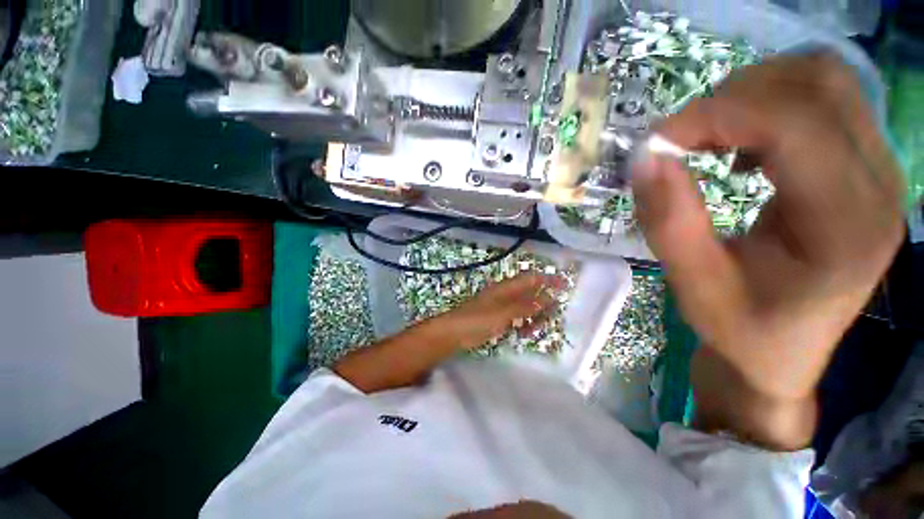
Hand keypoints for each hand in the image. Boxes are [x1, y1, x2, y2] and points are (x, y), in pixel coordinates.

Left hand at [439, 273, 564, 349]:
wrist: (455, 333)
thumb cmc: (478, 319)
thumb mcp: (503, 313)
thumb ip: (525, 306)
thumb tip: (548, 298)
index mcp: (506, 288)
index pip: (531, 278)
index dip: (548, 279)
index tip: (565, 284)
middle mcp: (506, 294)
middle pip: (530, 293)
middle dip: (543, 301)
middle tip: (555, 313)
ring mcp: (502, 307)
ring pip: (525, 307)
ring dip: (534, 315)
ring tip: (537, 327)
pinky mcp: (499, 319)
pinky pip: (517, 318)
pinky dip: (524, 324)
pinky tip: (526, 332)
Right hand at [632, 53, 905, 448]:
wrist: (781, 351)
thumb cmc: (740, 329)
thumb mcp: (692, 283)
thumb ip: (667, 219)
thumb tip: (644, 157)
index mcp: (846, 227)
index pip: (795, 125)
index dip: (718, 115)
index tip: (658, 141)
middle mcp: (879, 185)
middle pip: (819, 85)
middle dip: (734, 97)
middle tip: (680, 137)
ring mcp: (879, 170)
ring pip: (823, 80)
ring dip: (752, 94)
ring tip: (706, 136)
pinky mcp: (864, 166)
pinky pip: (823, 100)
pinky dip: (769, 105)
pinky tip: (740, 144)